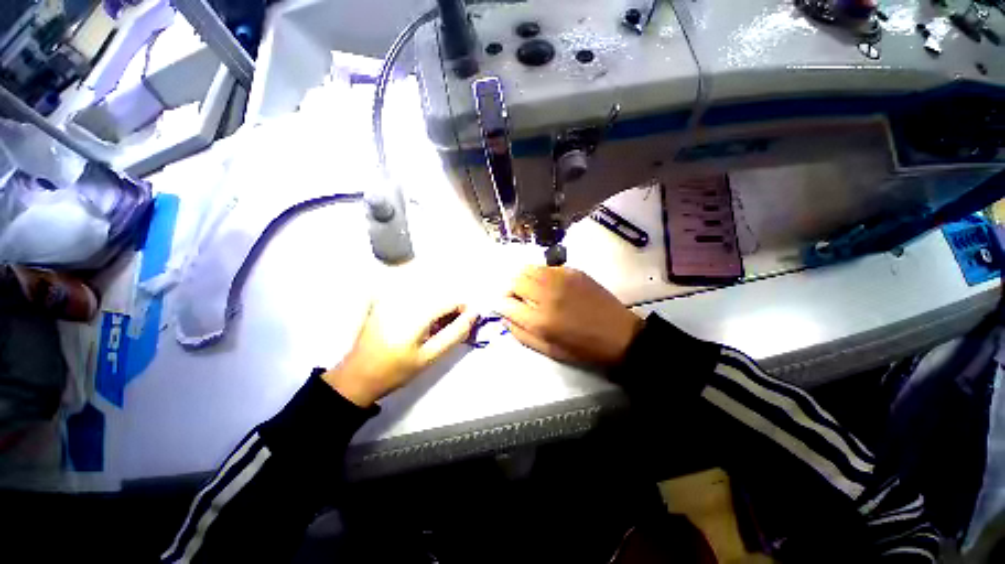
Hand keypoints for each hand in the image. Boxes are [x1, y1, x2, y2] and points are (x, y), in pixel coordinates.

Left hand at [323, 296, 476, 406]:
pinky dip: (422, 306)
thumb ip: (454, 333)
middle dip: (449, 310)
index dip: (462, 311)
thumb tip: (473, 314)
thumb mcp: (430, 356)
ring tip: (429, 330)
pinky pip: (412, 296)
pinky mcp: (383, 300)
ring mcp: (391, 297)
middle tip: (444, 330)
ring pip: (427, 294)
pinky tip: (415, 324)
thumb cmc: (396, 370)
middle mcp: (404, 298)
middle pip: (439, 294)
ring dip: (436, 308)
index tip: (462, 326)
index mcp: (416, 312)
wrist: (357, 376)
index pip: (451, 300)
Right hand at [499, 266, 642, 366]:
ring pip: (528, 269)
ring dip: (523, 279)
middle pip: (514, 280)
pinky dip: (540, 275)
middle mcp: (546, 294)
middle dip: (510, 290)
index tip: (506, 307)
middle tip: (518, 299)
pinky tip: (549, 285)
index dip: (501, 305)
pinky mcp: (572, 271)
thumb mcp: (547, 349)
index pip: (505, 303)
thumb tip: (504, 316)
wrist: (619, 335)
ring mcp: (560, 278)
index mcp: (539, 320)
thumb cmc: (581, 348)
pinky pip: (545, 267)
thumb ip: (520, 333)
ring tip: (531, 291)